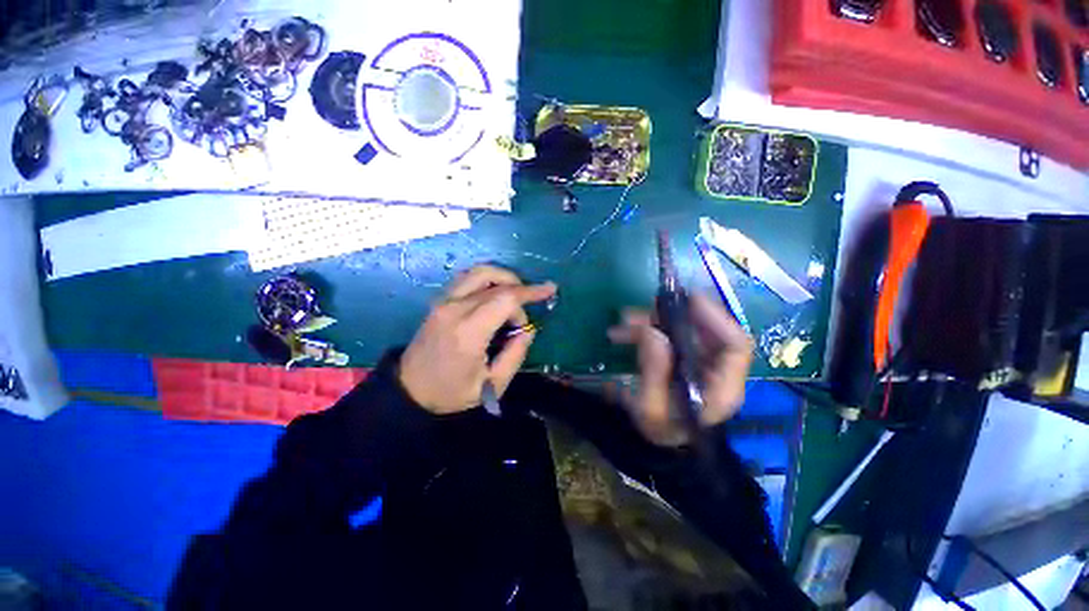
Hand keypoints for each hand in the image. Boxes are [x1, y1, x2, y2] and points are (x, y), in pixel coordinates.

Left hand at [399, 265, 556, 413]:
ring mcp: (444, 301)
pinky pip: (467, 277)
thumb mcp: (492, 385)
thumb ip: (515, 355)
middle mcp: (455, 309)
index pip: (505, 298)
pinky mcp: (439, 300)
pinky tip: (495, 293)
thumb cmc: (451, 392)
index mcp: (469, 332)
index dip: (531, 292)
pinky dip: (487, 279)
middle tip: (527, 309)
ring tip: (515, 295)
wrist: (409, 390)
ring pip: (479, 272)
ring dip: (504, 277)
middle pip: (496, 282)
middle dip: (520, 290)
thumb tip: (528, 329)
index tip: (550, 290)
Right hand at [608, 293, 753, 445]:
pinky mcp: (686, 359)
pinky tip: (625, 333)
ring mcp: (702, 363)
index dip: (715, 318)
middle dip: (673, 315)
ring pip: (685, 330)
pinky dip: (649, 329)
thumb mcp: (650, 409)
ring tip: (624, 321)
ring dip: (654, 320)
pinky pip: (671, 336)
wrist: (663, 444)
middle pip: (708, 331)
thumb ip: (653, 372)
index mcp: (722, 388)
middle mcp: (719, 371)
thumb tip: (652, 331)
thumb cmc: (660, 432)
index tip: (686, 300)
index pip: (736, 345)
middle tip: (641, 310)